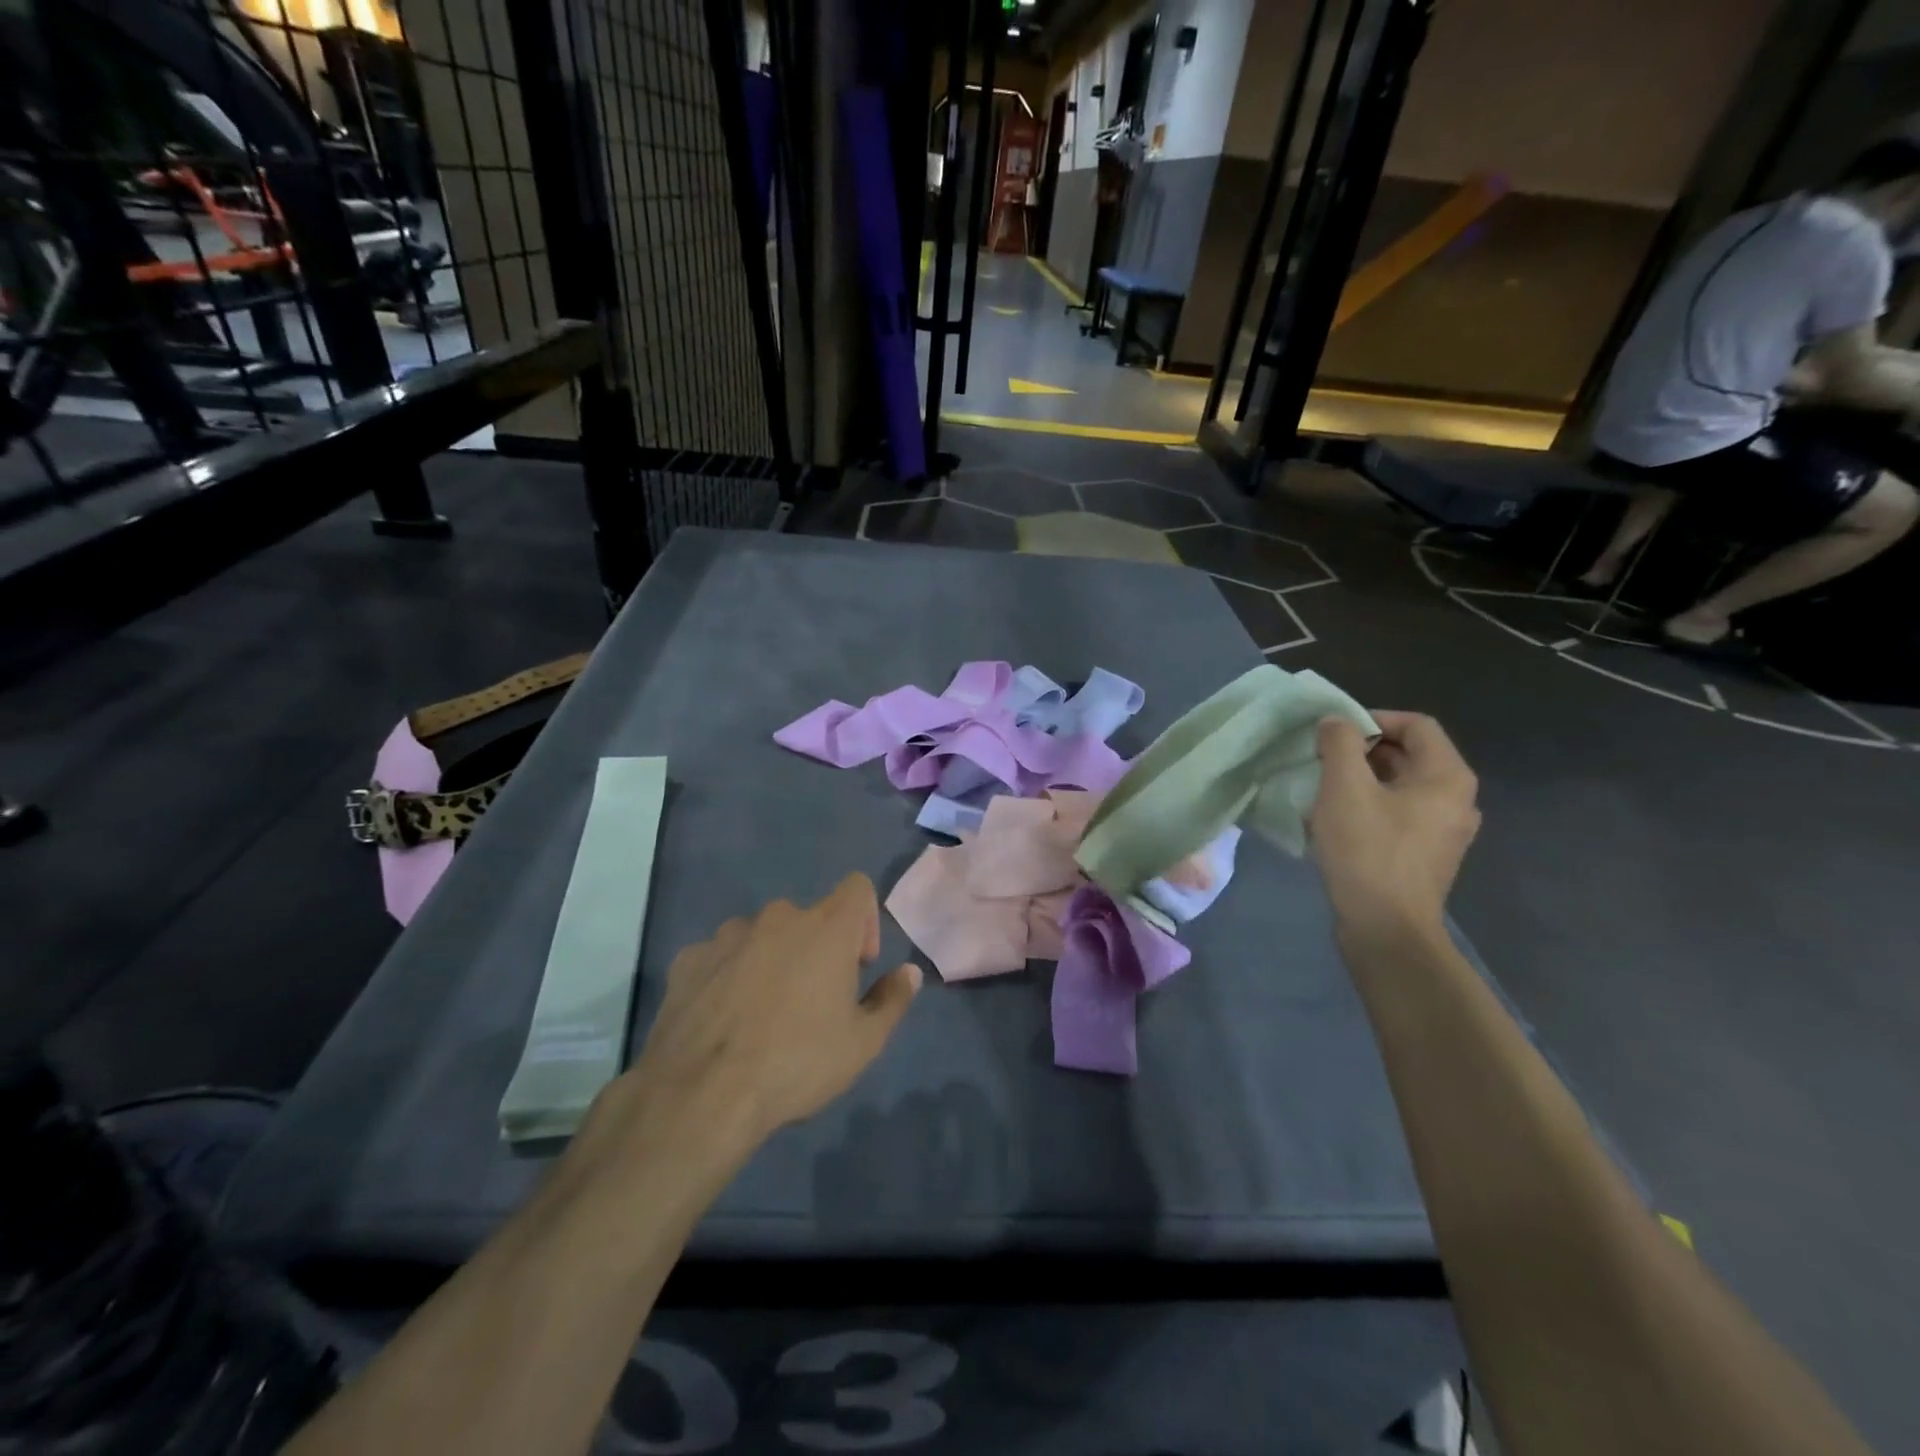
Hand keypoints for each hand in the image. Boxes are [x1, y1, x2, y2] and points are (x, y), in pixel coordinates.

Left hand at [616, 875, 921, 1149]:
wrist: (700, 1095)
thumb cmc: (796, 1063)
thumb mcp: (863, 1044)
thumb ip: (892, 1000)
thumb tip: (909, 972)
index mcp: (826, 927)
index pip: (857, 887)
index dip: (864, 921)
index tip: (857, 966)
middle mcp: (778, 917)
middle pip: (807, 918)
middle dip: (815, 950)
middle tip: (811, 1002)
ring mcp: (727, 935)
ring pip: (761, 936)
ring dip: (770, 961)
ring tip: (761, 1014)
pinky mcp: (688, 959)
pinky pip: (719, 957)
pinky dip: (727, 976)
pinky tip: (722, 1020)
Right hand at [1309, 712, 1480, 938]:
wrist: (1385, 929)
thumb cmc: (1367, 851)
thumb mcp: (1344, 788)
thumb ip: (1340, 743)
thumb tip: (1336, 722)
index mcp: (1448, 776)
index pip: (1416, 724)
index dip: (1372, 718)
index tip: (1333, 732)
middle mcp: (1457, 799)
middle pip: (1409, 755)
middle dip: (1362, 750)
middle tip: (1322, 759)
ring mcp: (1444, 831)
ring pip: (1401, 786)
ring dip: (1361, 779)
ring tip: (1323, 789)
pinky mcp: (1426, 856)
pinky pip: (1399, 814)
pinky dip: (1369, 806)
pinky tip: (1336, 822)